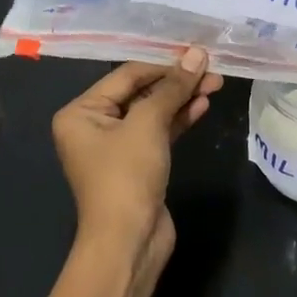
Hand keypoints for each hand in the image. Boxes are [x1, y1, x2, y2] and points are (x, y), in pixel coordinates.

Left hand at [50, 51, 221, 274]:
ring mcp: (117, 146)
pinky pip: (159, 132)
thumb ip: (173, 87)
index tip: (198, 54)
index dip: (164, 63)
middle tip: (212, 70)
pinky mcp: (138, 163)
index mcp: (81, 112)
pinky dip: (179, 118)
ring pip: (153, 112)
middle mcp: (94, 125)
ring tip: (215, 83)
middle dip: (177, 82)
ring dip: (182, 98)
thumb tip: (197, 54)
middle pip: (141, 92)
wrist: (128, 243)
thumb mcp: (148, 124)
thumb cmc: (126, 175)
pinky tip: (202, 105)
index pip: (127, 75)